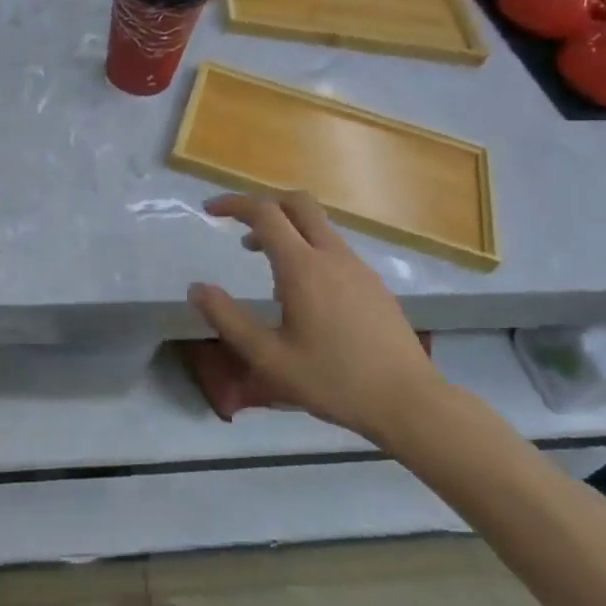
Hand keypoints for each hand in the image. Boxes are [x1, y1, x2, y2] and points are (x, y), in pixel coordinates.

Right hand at [187, 192, 441, 439]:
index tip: (210, 211)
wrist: (409, 402)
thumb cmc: (333, 381)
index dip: (234, 204)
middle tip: (240, 225)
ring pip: (318, 225)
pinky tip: (302, 291)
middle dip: (265, 204)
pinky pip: (334, 248)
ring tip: (265, 264)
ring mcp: (358, 267)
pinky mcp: (373, 283)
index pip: (265, 213)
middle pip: (298, 203)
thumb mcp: (269, 358)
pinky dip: (308, 248)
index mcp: (302, 267)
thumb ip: (228, 319)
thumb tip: (196, 288)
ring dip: (287, 229)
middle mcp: (332, 255)